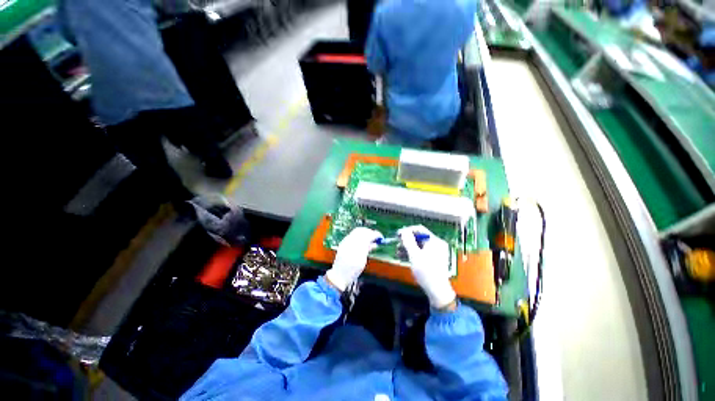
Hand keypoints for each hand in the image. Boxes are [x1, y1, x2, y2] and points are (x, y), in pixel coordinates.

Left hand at [325, 227, 383, 291]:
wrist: (339, 276)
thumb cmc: (352, 271)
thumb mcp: (362, 260)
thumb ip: (367, 249)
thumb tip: (375, 242)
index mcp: (354, 246)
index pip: (366, 234)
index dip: (374, 234)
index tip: (381, 237)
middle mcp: (348, 241)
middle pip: (361, 231)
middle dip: (369, 233)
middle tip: (376, 237)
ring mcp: (345, 242)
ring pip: (357, 233)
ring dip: (365, 235)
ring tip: (371, 241)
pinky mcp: (343, 244)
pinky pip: (353, 236)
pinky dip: (360, 238)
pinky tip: (364, 243)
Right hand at [398, 225, 455, 308]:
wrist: (437, 291)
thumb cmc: (426, 271)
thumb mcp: (414, 255)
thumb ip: (408, 241)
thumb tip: (403, 231)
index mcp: (435, 241)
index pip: (420, 229)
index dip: (407, 230)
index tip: (397, 234)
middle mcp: (436, 244)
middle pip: (419, 237)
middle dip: (406, 240)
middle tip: (396, 243)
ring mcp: (435, 252)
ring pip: (419, 245)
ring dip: (407, 247)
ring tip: (397, 252)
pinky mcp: (433, 259)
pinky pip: (421, 252)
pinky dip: (412, 253)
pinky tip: (403, 257)